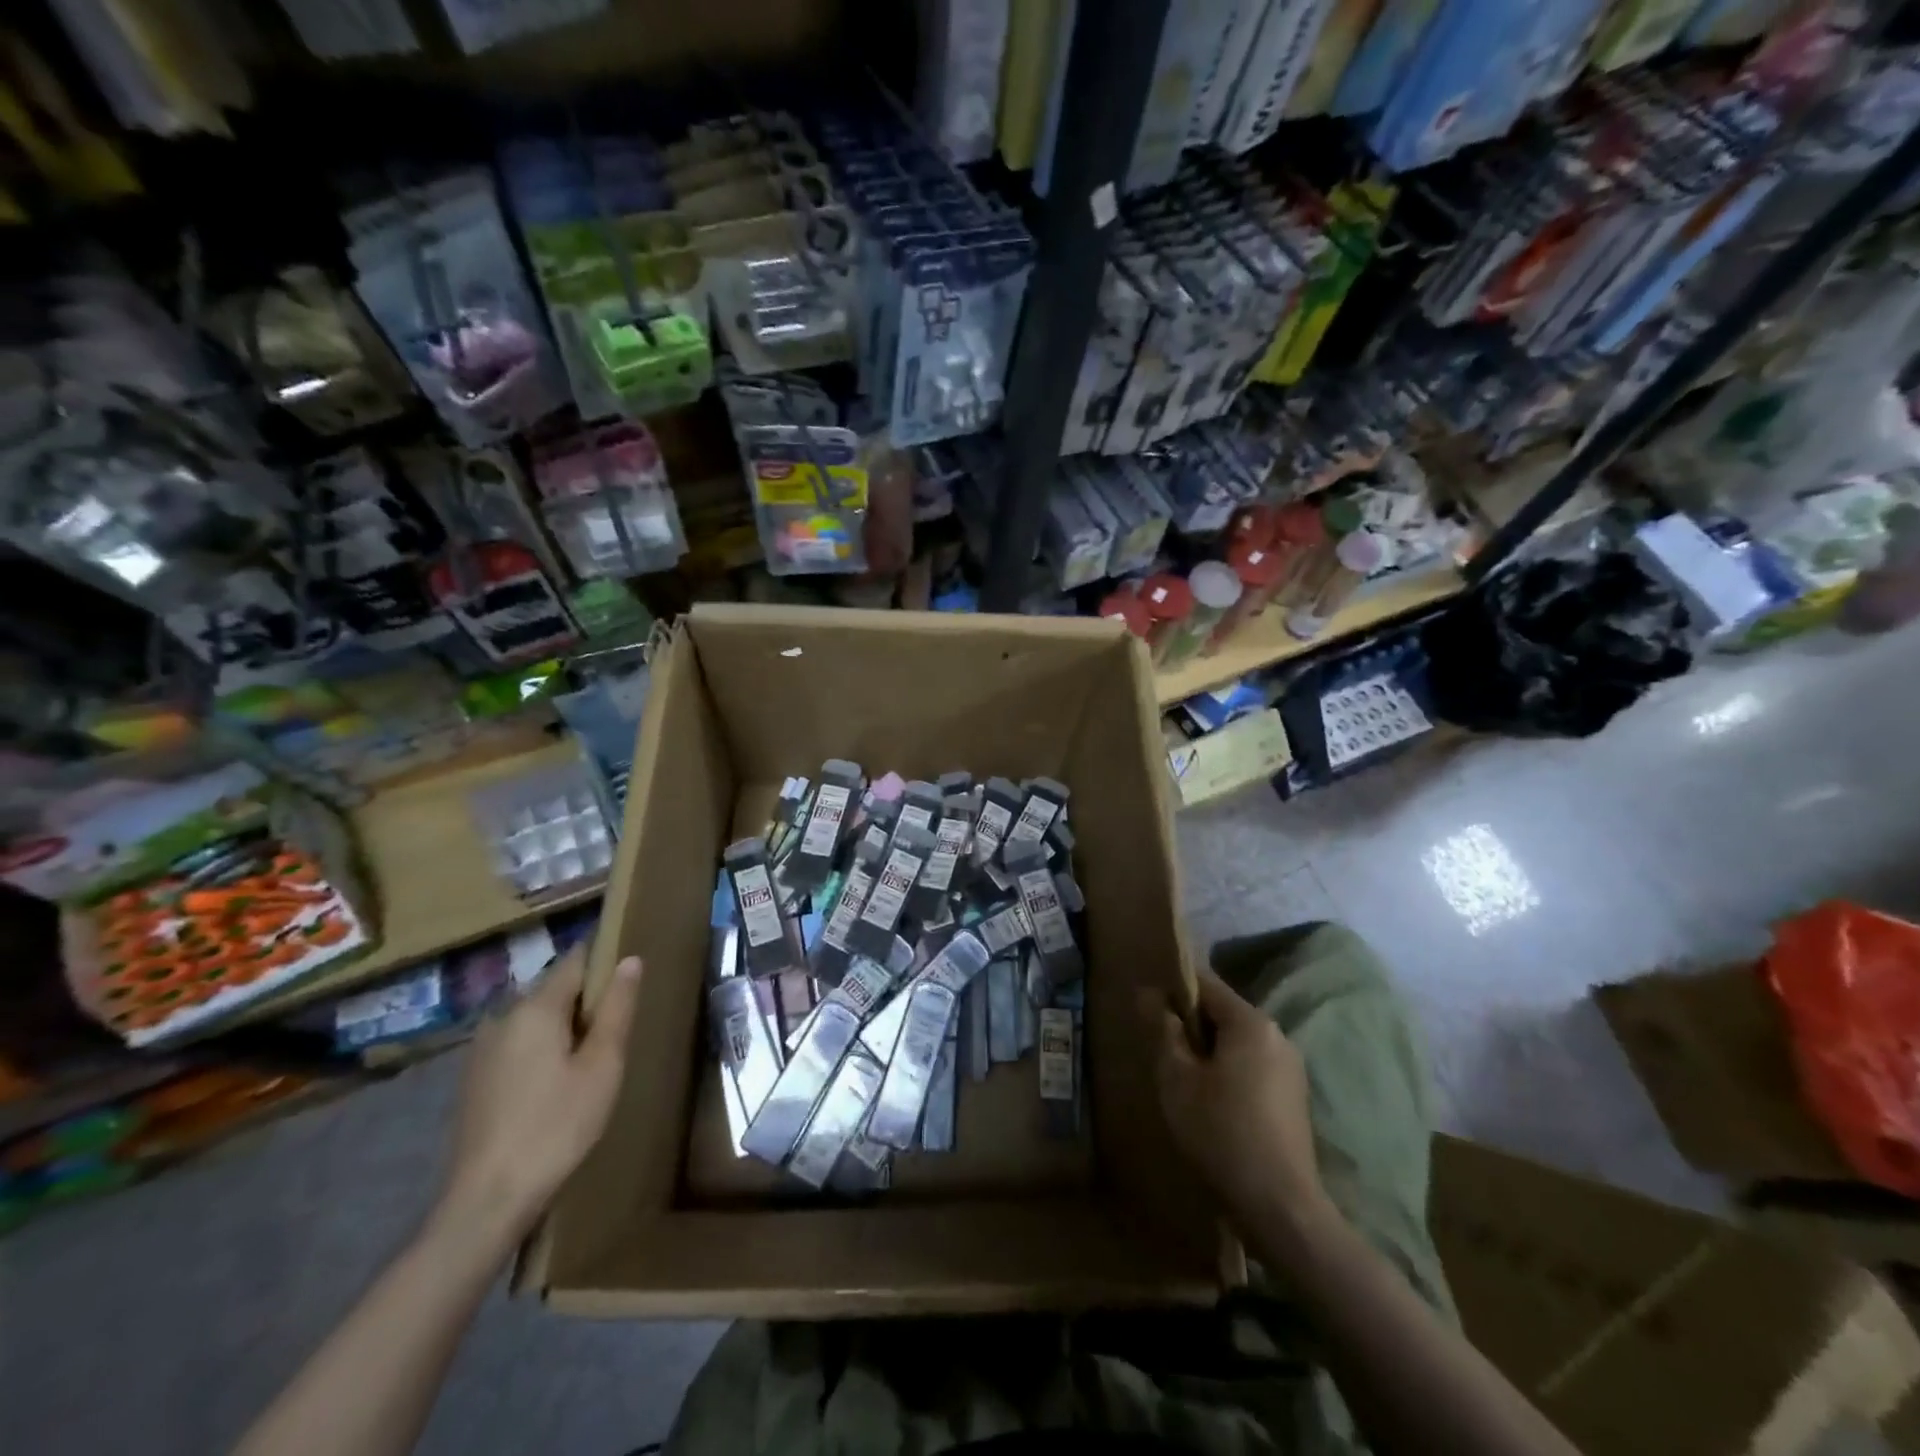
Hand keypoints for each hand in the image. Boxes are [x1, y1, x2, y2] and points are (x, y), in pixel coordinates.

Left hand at [437, 947, 641, 1242]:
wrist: (487, 1201)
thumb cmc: (557, 1127)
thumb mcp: (602, 1067)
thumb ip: (617, 1009)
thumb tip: (630, 960)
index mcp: (535, 1008)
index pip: (575, 959)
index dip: (605, 959)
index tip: (629, 974)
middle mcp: (503, 1017)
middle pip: (555, 988)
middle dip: (587, 998)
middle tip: (618, 1028)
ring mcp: (482, 1048)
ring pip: (536, 1018)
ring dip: (564, 1026)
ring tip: (592, 1057)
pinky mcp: (474, 1078)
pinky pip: (518, 1043)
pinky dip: (542, 1048)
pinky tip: (557, 1083)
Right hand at [1147, 965, 1332, 1237]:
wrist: (1280, 1209)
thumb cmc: (1221, 1133)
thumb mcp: (1177, 1078)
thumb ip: (1163, 1030)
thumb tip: (1149, 995)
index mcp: (1252, 1023)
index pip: (1206, 984)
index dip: (1173, 989)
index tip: (1147, 1009)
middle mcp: (1277, 1036)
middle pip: (1223, 1013)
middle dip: (1190, 1025)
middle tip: (1160, 1050)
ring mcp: (1291, 1068)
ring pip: (1237, 1042)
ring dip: (1208, 1052)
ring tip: (1181, 1079)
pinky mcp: (1294, 1098)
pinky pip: (1252, 1067)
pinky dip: (1228, 1073)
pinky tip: (1210, 1103)